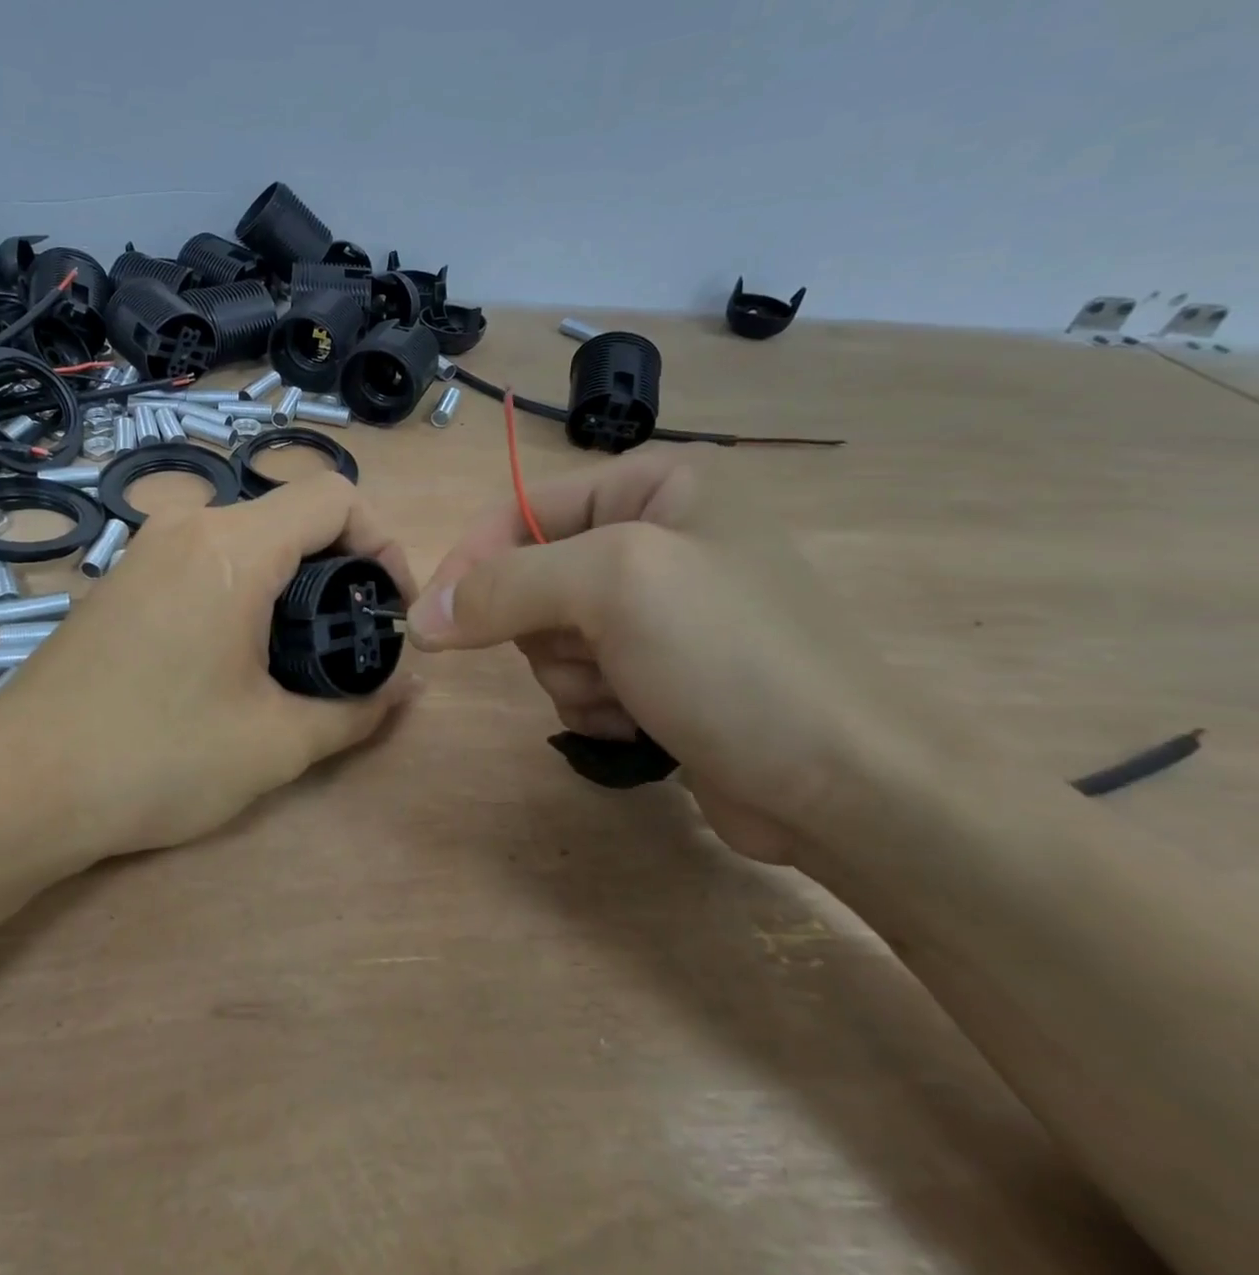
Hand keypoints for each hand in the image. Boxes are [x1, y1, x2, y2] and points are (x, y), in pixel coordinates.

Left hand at [0, 474, 419, 857]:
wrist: (17, 786)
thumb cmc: (155, 758)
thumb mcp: (274, 745)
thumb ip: (357, 710)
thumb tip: (409, 687)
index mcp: (233, 547)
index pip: (335, 496)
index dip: (383, 541)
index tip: (391, 605)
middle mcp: (188, 527)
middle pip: (292, 515)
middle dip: (341, 567)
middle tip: (352, 638)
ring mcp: (148, 549)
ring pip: (249, 538)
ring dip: (291, 580)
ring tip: (300, 653)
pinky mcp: (123, 578)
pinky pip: (206, 559)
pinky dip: (244, 588)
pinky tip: (235, 654)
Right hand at [406, 448, 953, 864]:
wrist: (850, 789)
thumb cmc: (734, 658)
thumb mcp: (613, 588)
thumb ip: (505, 586)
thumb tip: (422, 617)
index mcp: (657, 485)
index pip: (522, 506)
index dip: (471, 560)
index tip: (431, 621)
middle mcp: (657, 536)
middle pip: (532, 575)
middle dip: (546, 628)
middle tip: (593, 654)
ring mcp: (658, 609)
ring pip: (549, 634)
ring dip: (572, 672)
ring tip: (630, 692)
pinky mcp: (659, 670)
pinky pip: (580, 676)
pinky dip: (596, 702)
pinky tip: (644, 718)